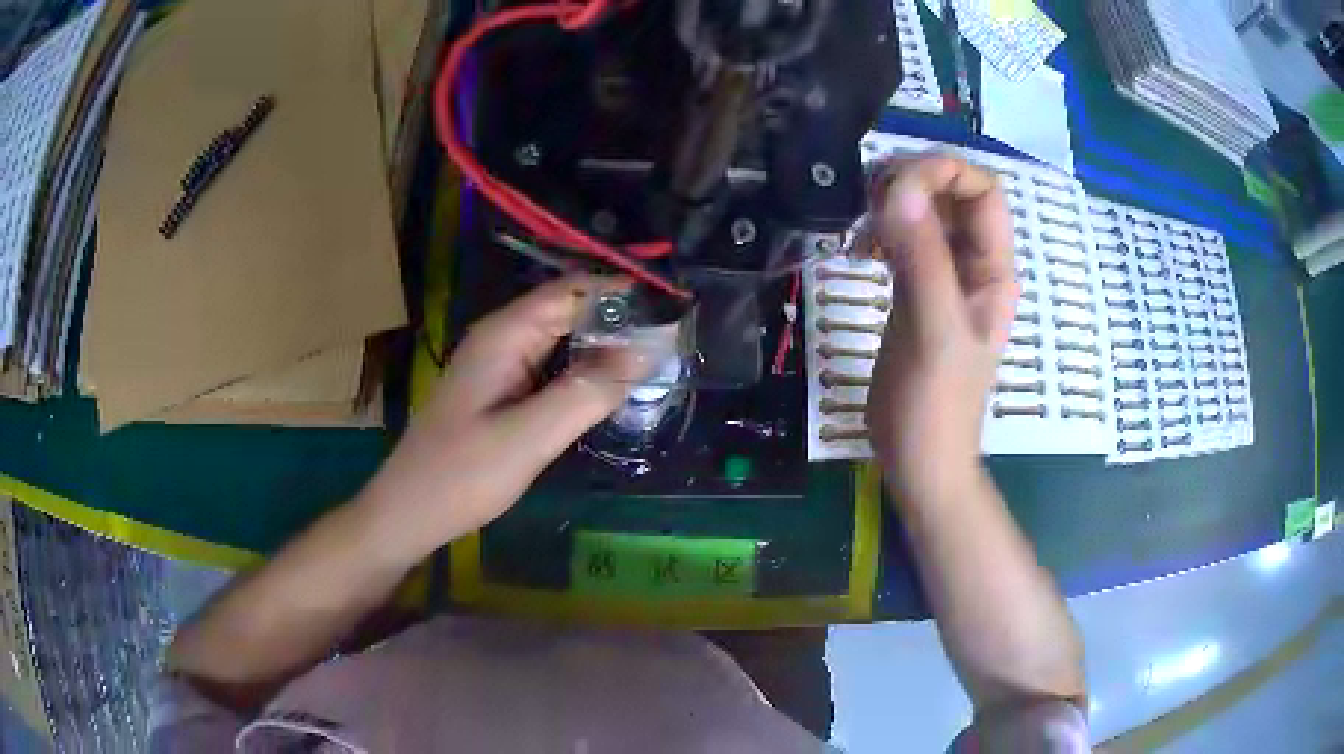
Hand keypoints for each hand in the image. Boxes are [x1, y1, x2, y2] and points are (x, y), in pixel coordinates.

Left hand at [359, 275, 654, 554]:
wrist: (410, 510)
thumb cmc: (462, 474)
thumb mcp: (530, 436)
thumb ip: (588, 392)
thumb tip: (648, 352)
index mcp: (505, 334)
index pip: (572, 291)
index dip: (622, 294)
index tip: (671, 311)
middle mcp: (503, 338)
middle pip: (569, 311)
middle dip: (619, 321)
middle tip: (673, 343)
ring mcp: (500, 365)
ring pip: (563, 340)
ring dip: (605, 346)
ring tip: (655, 362)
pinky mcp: (502, 390)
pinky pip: (552, 367)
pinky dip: (585, 371)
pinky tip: (611, 389)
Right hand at [864, 156, 1017, 501]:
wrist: (919, 461)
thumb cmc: (937, 407)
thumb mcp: (933, 332)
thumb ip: (922, 260)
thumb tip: (899, 188)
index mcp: (992, 270)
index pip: (984, 191)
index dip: (946, 172)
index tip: (897, 184)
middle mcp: (973, 266)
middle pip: (952, 195)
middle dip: (914, 181)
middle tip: (869, 197)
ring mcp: (943, 279)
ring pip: (925, 215)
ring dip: (893, 204)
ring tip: (860, 221)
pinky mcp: (914, 293)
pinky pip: (903, 242)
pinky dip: (881, 232)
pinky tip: (858, 249)